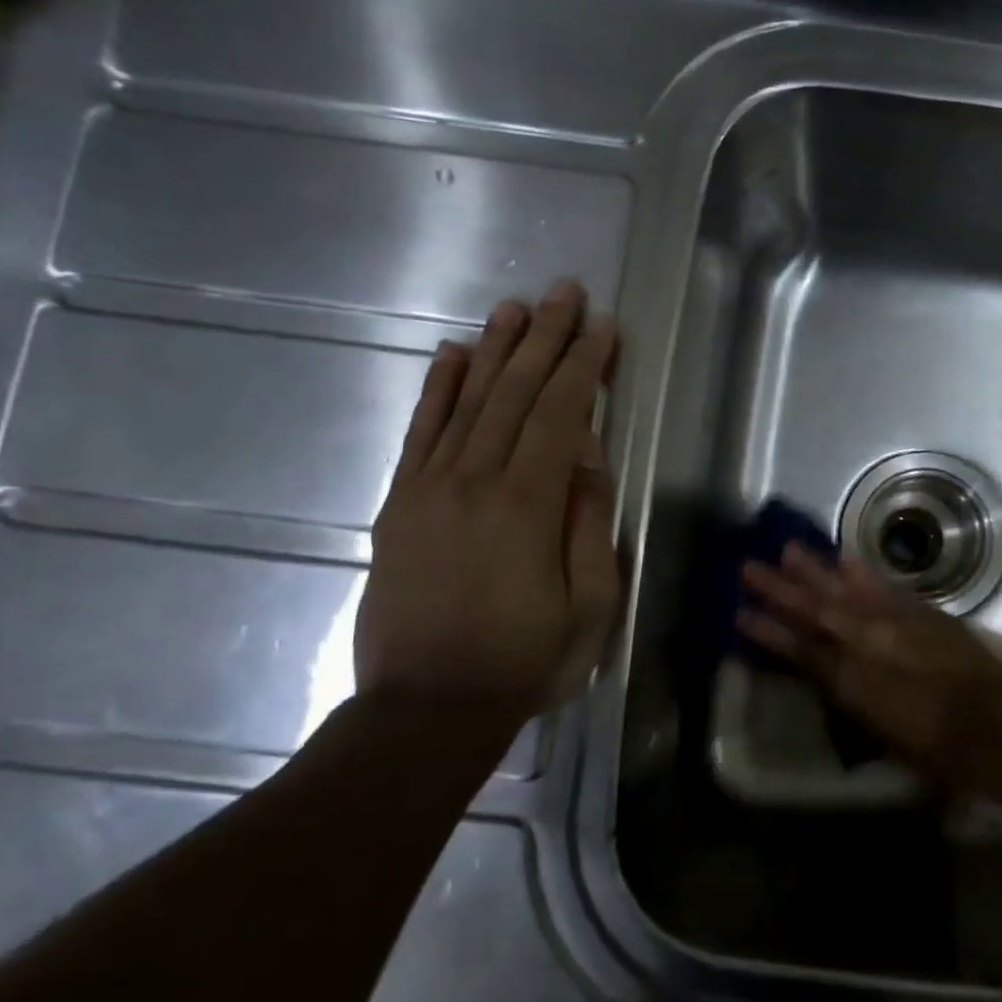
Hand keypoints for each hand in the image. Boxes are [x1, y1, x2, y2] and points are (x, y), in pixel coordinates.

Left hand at [354, 282, 619, 747]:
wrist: (426, 709)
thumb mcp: (589, 604)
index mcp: (527, 505)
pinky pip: (419, 434)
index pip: (560, 415)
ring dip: (494, 350)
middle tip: (564, 291)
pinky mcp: (399, 505)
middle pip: (514, 394)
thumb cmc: (526, 661)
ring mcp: (429, 490)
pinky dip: (436, 390)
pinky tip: (450, 356)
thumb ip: (588, 523)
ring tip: (515, 308)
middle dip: (545, 339)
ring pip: (468, 403)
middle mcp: (475, 481)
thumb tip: (588, 457)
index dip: (584, 366)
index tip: (602, 325)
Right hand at [738, 546, 1001, 789]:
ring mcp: (897, 622)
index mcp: (852, 682)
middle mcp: (868, 643)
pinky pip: (886, 587)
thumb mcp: (886, 740)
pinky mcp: (924, 613)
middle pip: (816, 610)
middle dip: (780, 589)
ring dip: (815, 570)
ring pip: (847, 590)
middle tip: (749, 565)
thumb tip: (835, 685)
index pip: (800, 651)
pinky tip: (846, 558)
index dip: (768, 632)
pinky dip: (864, 573)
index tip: (740, 613)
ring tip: (787, 549)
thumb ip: (855, 706)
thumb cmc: (941, 752)